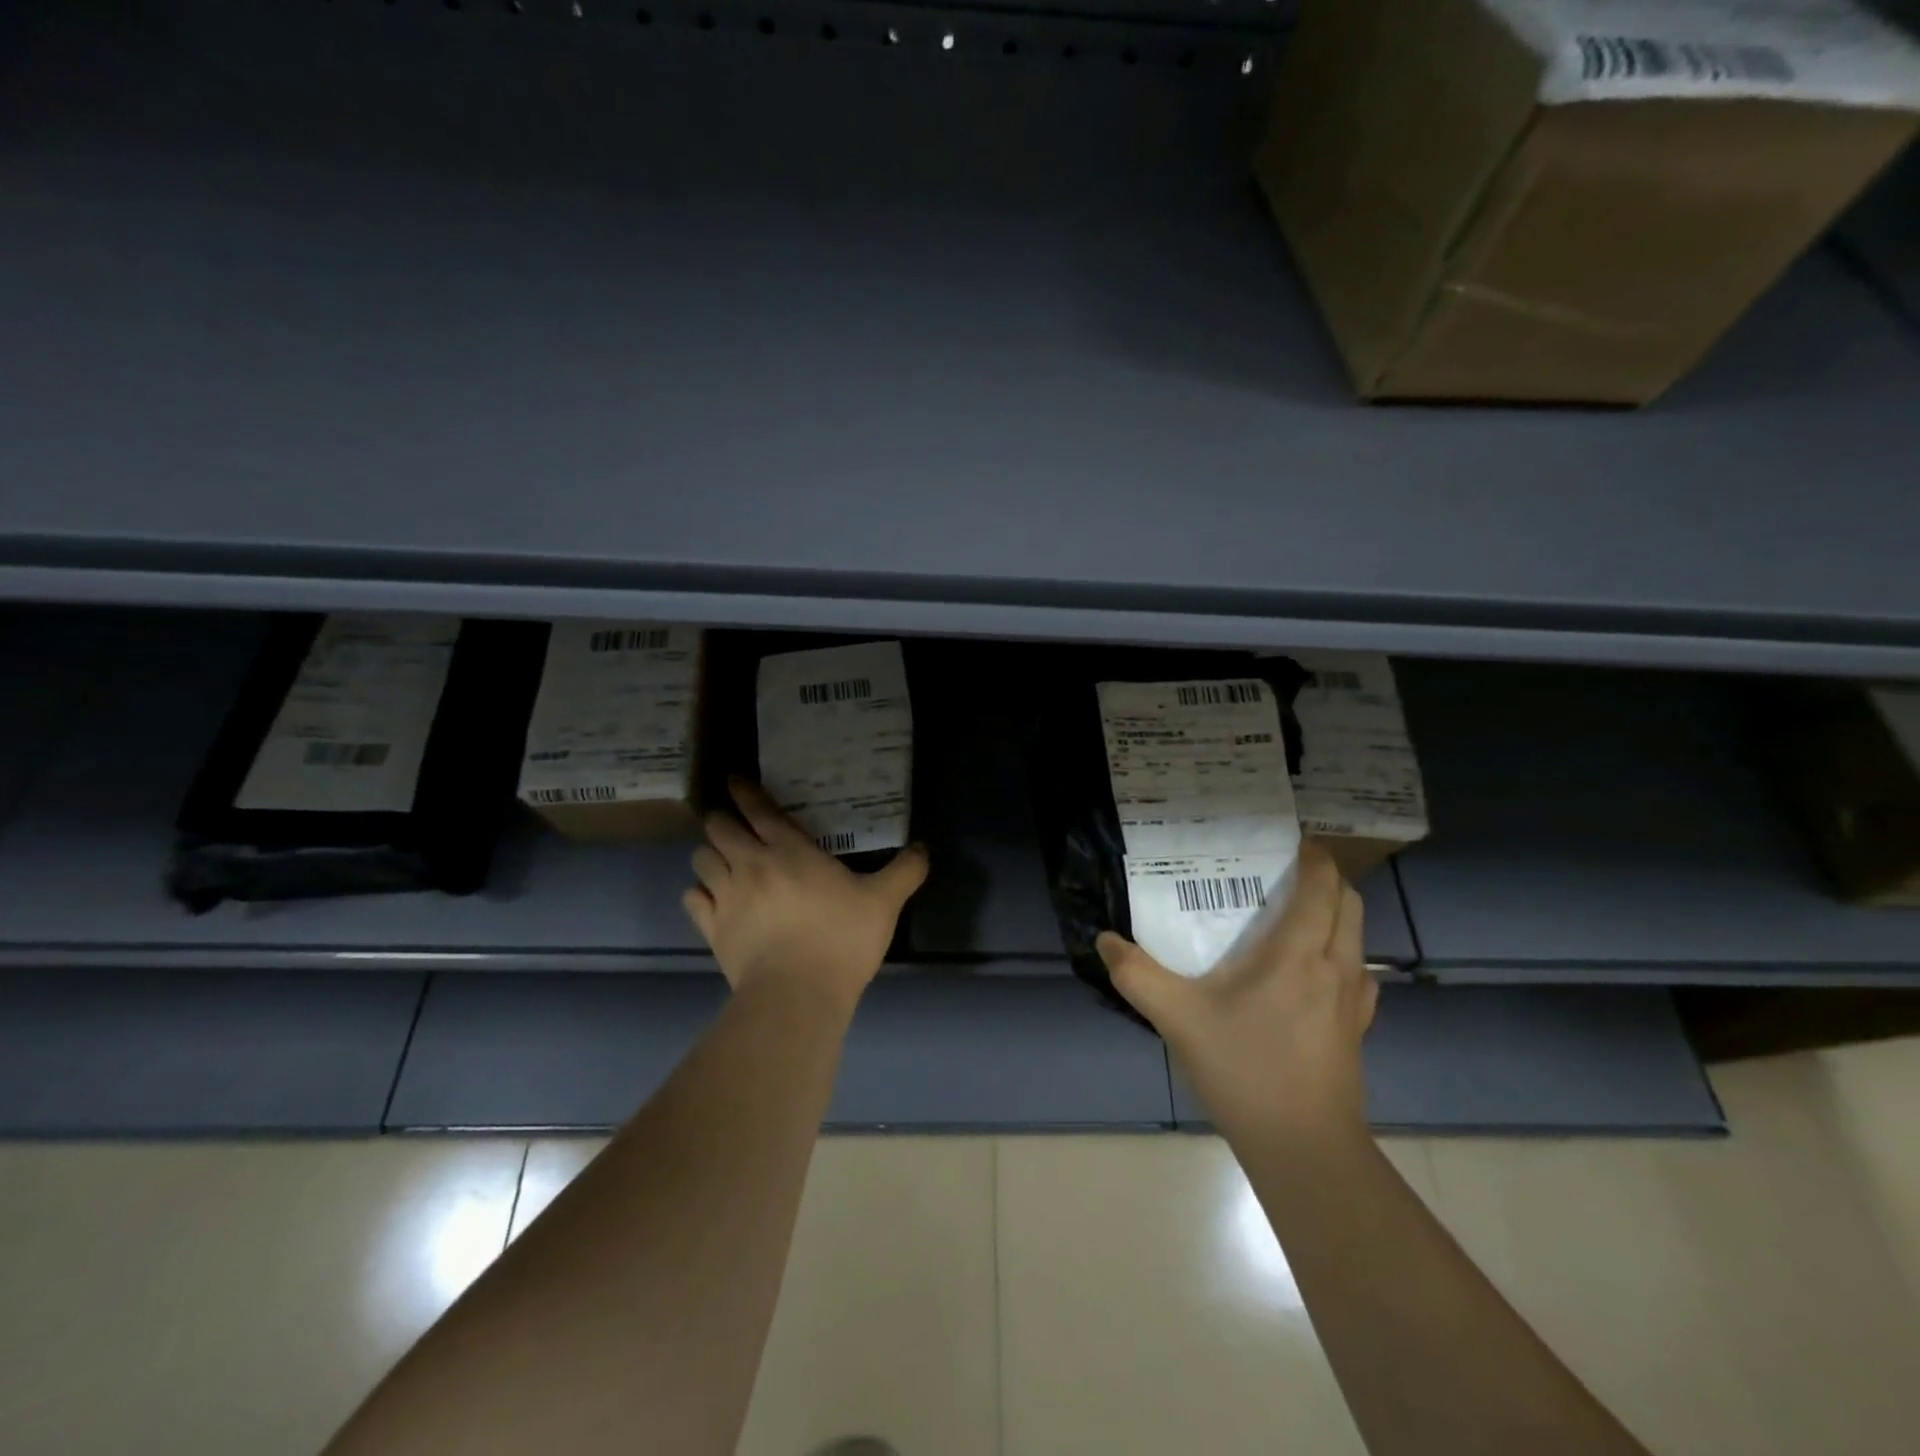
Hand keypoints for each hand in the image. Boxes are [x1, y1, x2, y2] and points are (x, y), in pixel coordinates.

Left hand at [683, 778, 929, 1016]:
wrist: (796, 995)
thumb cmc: (841, 940)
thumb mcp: (884, 902)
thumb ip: (905, 871)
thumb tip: (923, 848)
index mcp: (789, 851)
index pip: (758, 809)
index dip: (744, 790)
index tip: (735, 779)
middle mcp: (751, 864)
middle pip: (719, 827)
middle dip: (722, 819)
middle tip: (733, 823)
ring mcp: (727, 896)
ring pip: (701, 859)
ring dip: (709, 853)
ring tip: (721, 858)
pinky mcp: (712, 929)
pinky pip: (693, 898)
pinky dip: (699, 891)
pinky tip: (711, 896)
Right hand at [1096, 842, 1374, 1144]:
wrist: (1304, 1150)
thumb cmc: (1245, 1070)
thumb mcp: (1177, 1018)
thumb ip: (1137, 974)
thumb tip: (1104, 940)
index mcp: (1299, 953)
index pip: (1323, 886)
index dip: (1313, 857)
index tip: (1289, 841)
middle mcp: (1336, 967)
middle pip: (1349, 904)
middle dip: (1325, 880)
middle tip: (1283, 876)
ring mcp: (1353, 1002)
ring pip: (1357, 938)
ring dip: (1335, 916)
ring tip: (1294, 918)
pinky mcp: (1357, 1031)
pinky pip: (1357, 974)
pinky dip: (1339, 956)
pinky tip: (1309, 975)